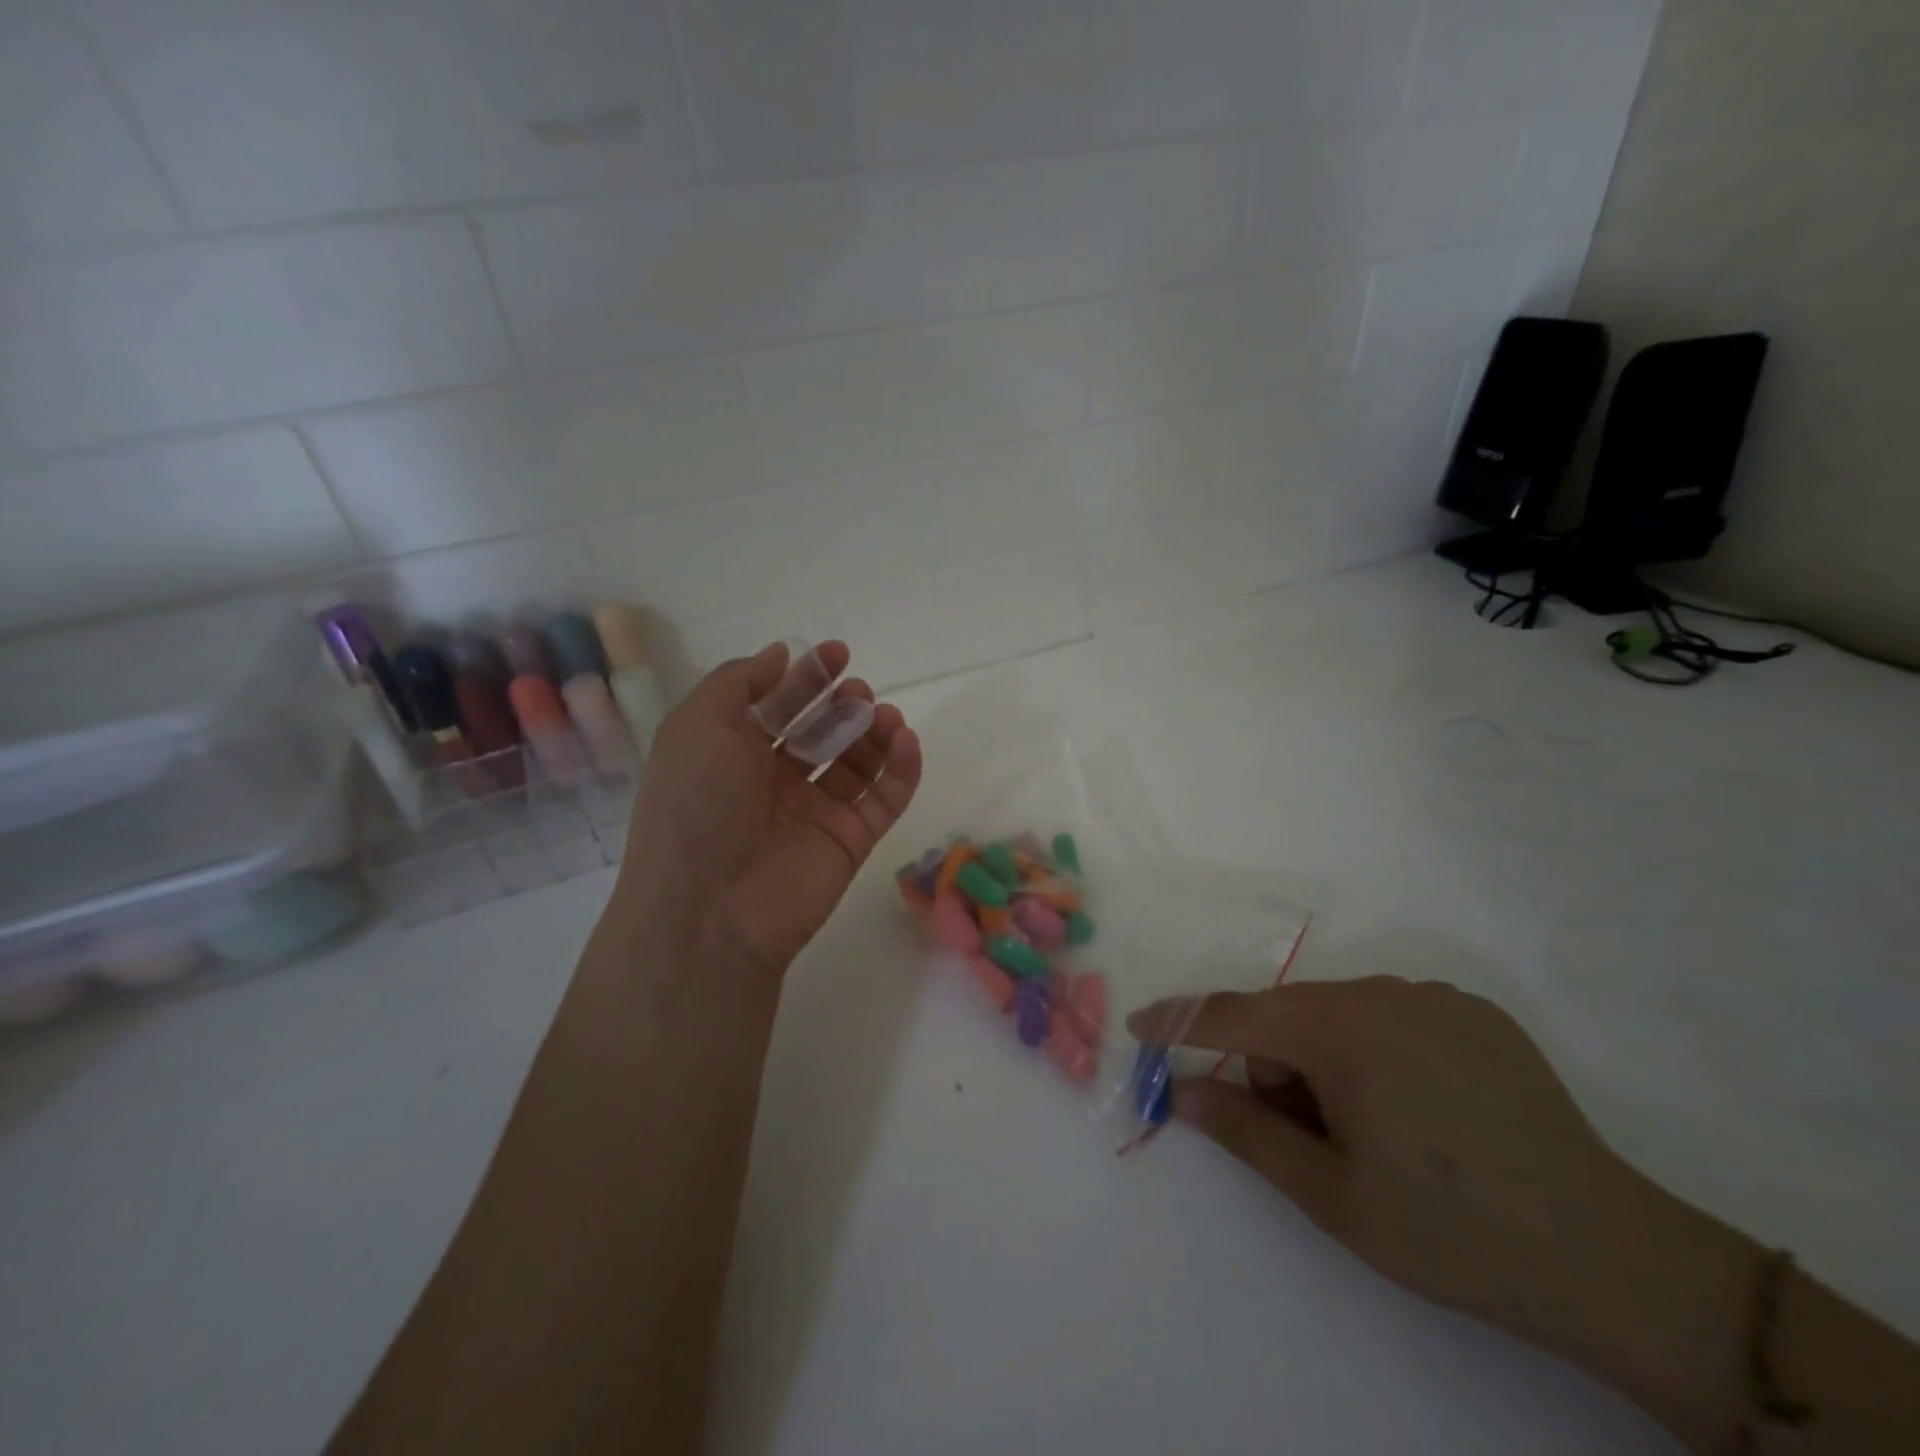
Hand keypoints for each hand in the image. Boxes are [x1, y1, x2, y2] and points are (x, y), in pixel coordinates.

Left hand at [618, 641, 922, 978]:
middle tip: (857, 691)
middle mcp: (775, 780)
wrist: (709, 911)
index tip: (837, 653)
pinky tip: (906, 740)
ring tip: (884, 717)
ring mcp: (816, 812)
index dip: (807, 677)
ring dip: (874, 732)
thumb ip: (737, 682)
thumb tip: (778, 654)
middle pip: (821, 731)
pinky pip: (884, 799)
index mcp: (733, 753)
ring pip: (858, 763)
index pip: (778, 706)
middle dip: (841, 704)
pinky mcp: (851, 841)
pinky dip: (901, 769)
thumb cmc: (695, 807)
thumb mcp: (697, 726)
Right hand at [1128, 979, 1747, 1387]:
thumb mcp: (1330, 1193)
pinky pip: (1391, 1015)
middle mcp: (1382, 992)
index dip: (1181, 1021)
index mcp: (1341, 1028)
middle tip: (1305, 1137)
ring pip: (1338, 1014)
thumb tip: (1182, 1091)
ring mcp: (1434, 998)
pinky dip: (1374, 1051)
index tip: (1140, 1028)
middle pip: (1288, 1015)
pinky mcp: (1475, 1014)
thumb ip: (1244, 1130)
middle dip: (1274, 1064)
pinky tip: (1421, 1112)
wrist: (1614, 1259)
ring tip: (1371, 1133)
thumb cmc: (1450, 1230)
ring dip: (1324, 1060)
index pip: (1234, 1014)